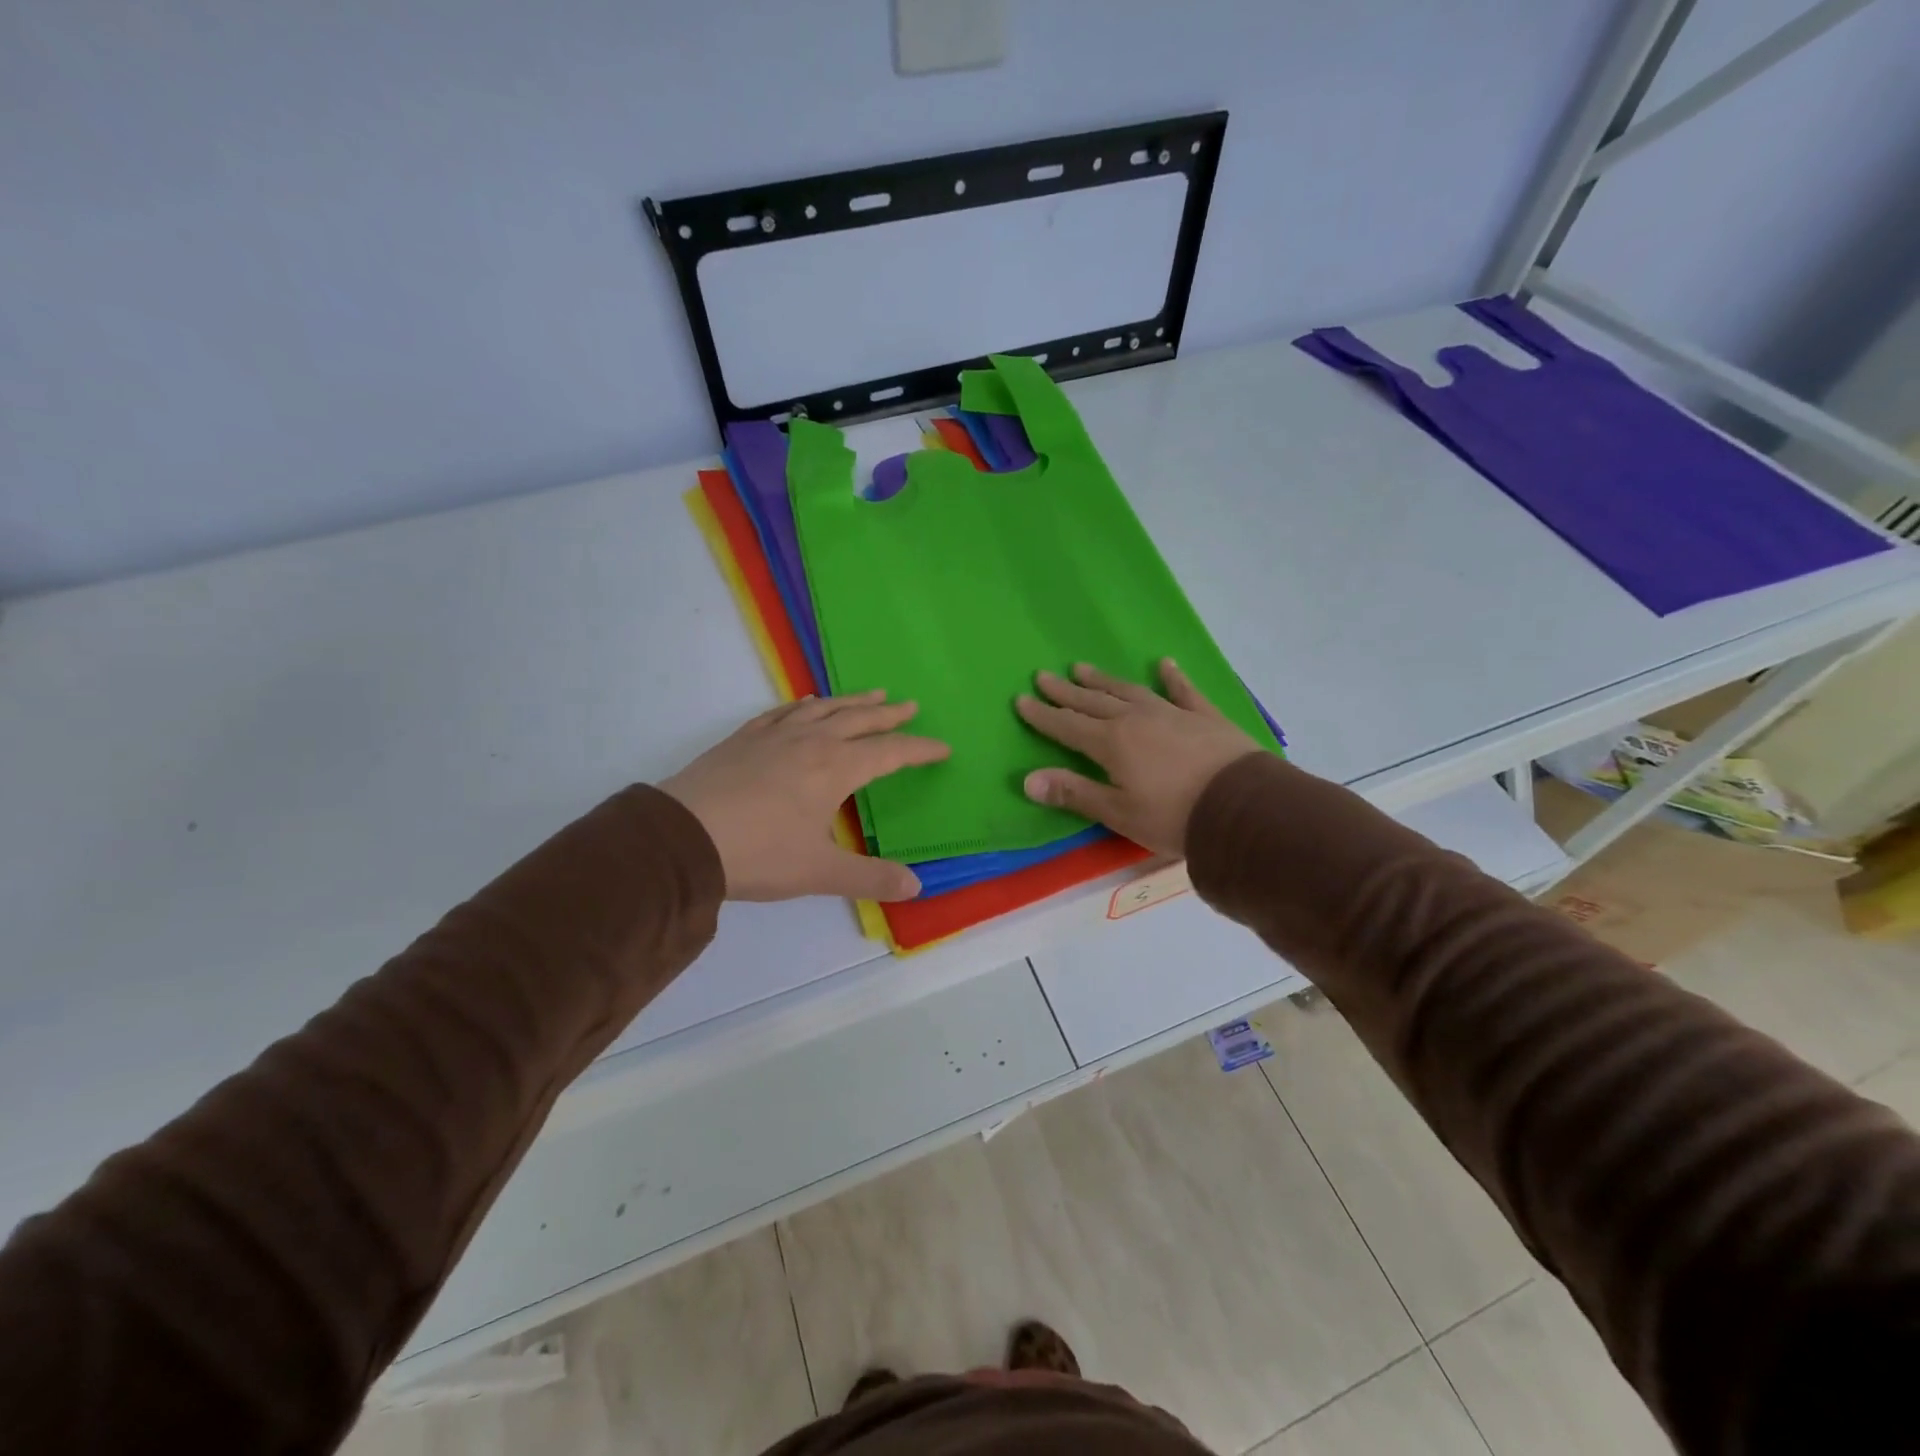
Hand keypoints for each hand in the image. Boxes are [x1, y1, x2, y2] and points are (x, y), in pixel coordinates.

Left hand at [661, 691, 948, 901]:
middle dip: (888, 714)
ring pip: (823, 709)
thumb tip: (916, 886)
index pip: (889, 752)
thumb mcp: (820, 872)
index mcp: (835, 768)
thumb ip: (870, 878)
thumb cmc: (759, 853)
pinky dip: (803, 706)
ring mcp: (774, 736)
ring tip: (871, 693)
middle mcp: (810, 742)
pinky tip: (805, 704)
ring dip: (851, 701)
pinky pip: (782, 713)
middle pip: (858, 720)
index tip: (942, 748)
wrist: (682, 837)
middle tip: (909, 704)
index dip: (919, 749)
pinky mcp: (743, 739)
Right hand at [1015, 660, 1261, 857]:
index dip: (1043, 714)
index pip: (1067, 725)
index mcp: (1111, 743)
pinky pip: (1184, 691)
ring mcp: (1171, 713)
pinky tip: (1166, 663)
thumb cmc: (1173, 817)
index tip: (1021, 700)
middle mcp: (1135, 719)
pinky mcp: (1204, 717)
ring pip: (1129, 690)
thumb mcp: (1118, 813)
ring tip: (1082, 666)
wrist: (1242, 809)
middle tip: (1044, 675)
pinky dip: (1173, 677)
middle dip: (1066, 691)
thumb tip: (1028, 780)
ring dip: (1104, 680)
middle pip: (1093, 701)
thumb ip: (1074, 793)